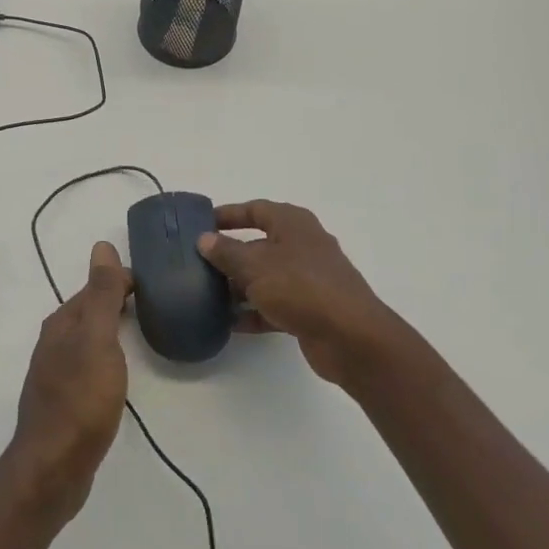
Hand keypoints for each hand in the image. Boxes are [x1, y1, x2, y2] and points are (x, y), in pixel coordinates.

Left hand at [0, 242, 131, 526]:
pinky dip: (107, 356)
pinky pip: (89, 364)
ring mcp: (57, 372)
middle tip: (158, 302)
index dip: (124, 280)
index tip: (157, 282)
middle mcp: (55, 342)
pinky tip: (119, 371)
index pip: (96, 287)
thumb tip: (102, 244)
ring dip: (112, 329)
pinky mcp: (65, 400)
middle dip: (118, 301)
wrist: (52, 468)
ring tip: (145, 330)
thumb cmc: (80, 400)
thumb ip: (102, 294)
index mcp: (62, 323)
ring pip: (89, 338)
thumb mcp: (97, 340)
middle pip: (90, 311)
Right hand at [198, 201, 402, 386]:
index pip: (255, 210)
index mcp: (292, 224)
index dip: (228, 215)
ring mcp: (308, 279)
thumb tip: (204, 239)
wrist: (351, 338)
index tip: (201, 224)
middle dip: (229, 255)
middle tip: (198, 264)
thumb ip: (226, 252)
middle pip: (259, 245)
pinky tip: (229, 324)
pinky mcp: (310, 309)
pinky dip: (254, 312)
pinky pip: (274, 305)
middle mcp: (302, 246)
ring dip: (239, 286)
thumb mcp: (254, 266)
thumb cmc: (300, 287)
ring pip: (265, 277)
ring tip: (206, 295)